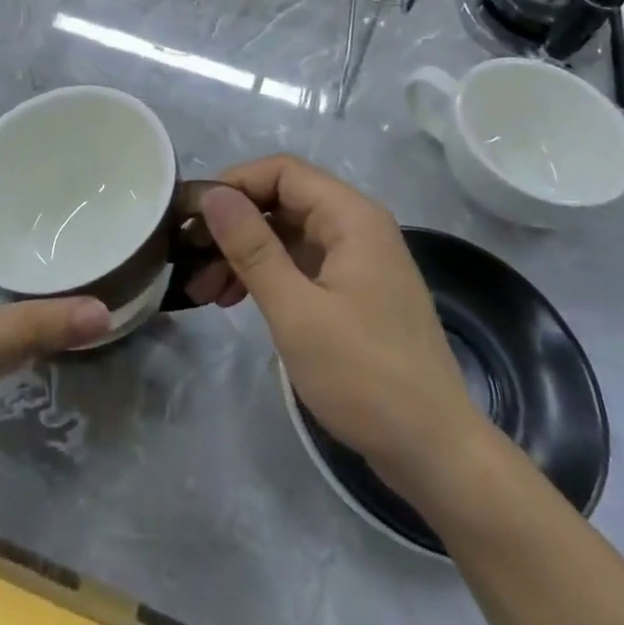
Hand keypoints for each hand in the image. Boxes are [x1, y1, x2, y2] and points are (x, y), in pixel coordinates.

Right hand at [202, 156, 483, 481]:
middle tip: (189, 259)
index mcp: (351, 217)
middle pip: (281, 201)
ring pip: (286, 234)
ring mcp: (357, 260)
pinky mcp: (354, 292)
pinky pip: (300, 264)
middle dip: (232, 226)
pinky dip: (265, 276)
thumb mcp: (296, 311)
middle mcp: (356, 226)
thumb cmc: (364, 376)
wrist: (435, 453)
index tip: (191, 215)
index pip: (281, 171)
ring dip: (243, 255)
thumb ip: (252, 248)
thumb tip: (212, 195)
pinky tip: (235, 300)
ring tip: (203, 291)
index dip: (233, 184)